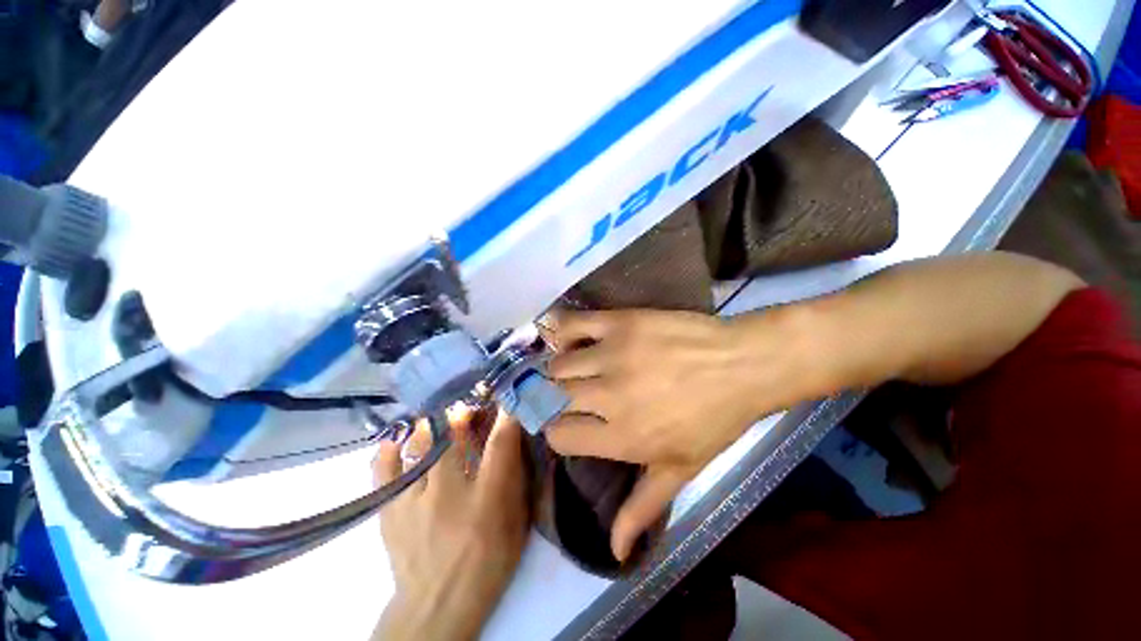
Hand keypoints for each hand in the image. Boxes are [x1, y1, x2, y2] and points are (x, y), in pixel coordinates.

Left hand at [372, 409, 528, 640]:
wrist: (438, 605)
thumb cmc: (488, 560)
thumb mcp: (515, 522)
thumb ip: (516, 478)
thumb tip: (514, 439)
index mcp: (488, 500)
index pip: (500, 444)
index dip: (505, 414)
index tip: (507, 395)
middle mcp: (450, 494)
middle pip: (455, 436)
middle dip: (463, 411)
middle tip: (467, 404)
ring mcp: (414, 500)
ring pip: (421, 444)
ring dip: (433, 424)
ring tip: (438, 417)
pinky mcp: (389, 509)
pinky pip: (384, 467)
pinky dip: (392, 447)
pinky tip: (400, 438)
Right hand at [543, 308, 817, 561]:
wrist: (743, 365)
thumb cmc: (716, 419)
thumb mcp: (682, 469)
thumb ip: (643, 508)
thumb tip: (616, 554)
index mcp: (621, 437)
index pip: (558, 436)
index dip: (561, 432)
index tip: (571, 424)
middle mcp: (608, 396)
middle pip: (553, 397)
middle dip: (558, 399)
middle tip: (572, 394)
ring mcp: (612, 355)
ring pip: (559, 363)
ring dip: (562, 370)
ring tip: (576, 369)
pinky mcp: (621, 323)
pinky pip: (573, 325)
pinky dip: (562, 331)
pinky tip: (571, 340)